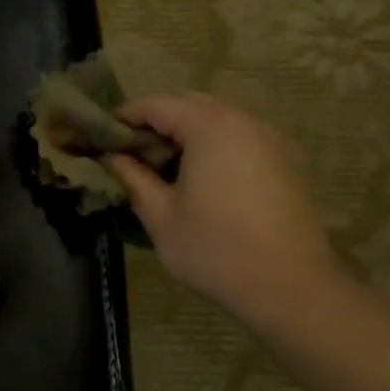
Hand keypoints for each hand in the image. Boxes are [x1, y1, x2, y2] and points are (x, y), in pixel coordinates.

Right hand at [102, 93, 341, 332]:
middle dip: (156, 123)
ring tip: (162, 169)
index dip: (124, 117)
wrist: (289, 285)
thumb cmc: (214, 249)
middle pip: (189, 105)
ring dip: (186, 134)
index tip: (100, 137)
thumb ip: (132, 177)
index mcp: (209, 127)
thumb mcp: (160, 215)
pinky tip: (200, 181)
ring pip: (217, 120)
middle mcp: (243, 121)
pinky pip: (239, 138)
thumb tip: (108, 156)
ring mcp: (270, 139)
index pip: (156, 105)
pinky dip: (213, 147)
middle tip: (130, 154)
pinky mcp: (285, 160)